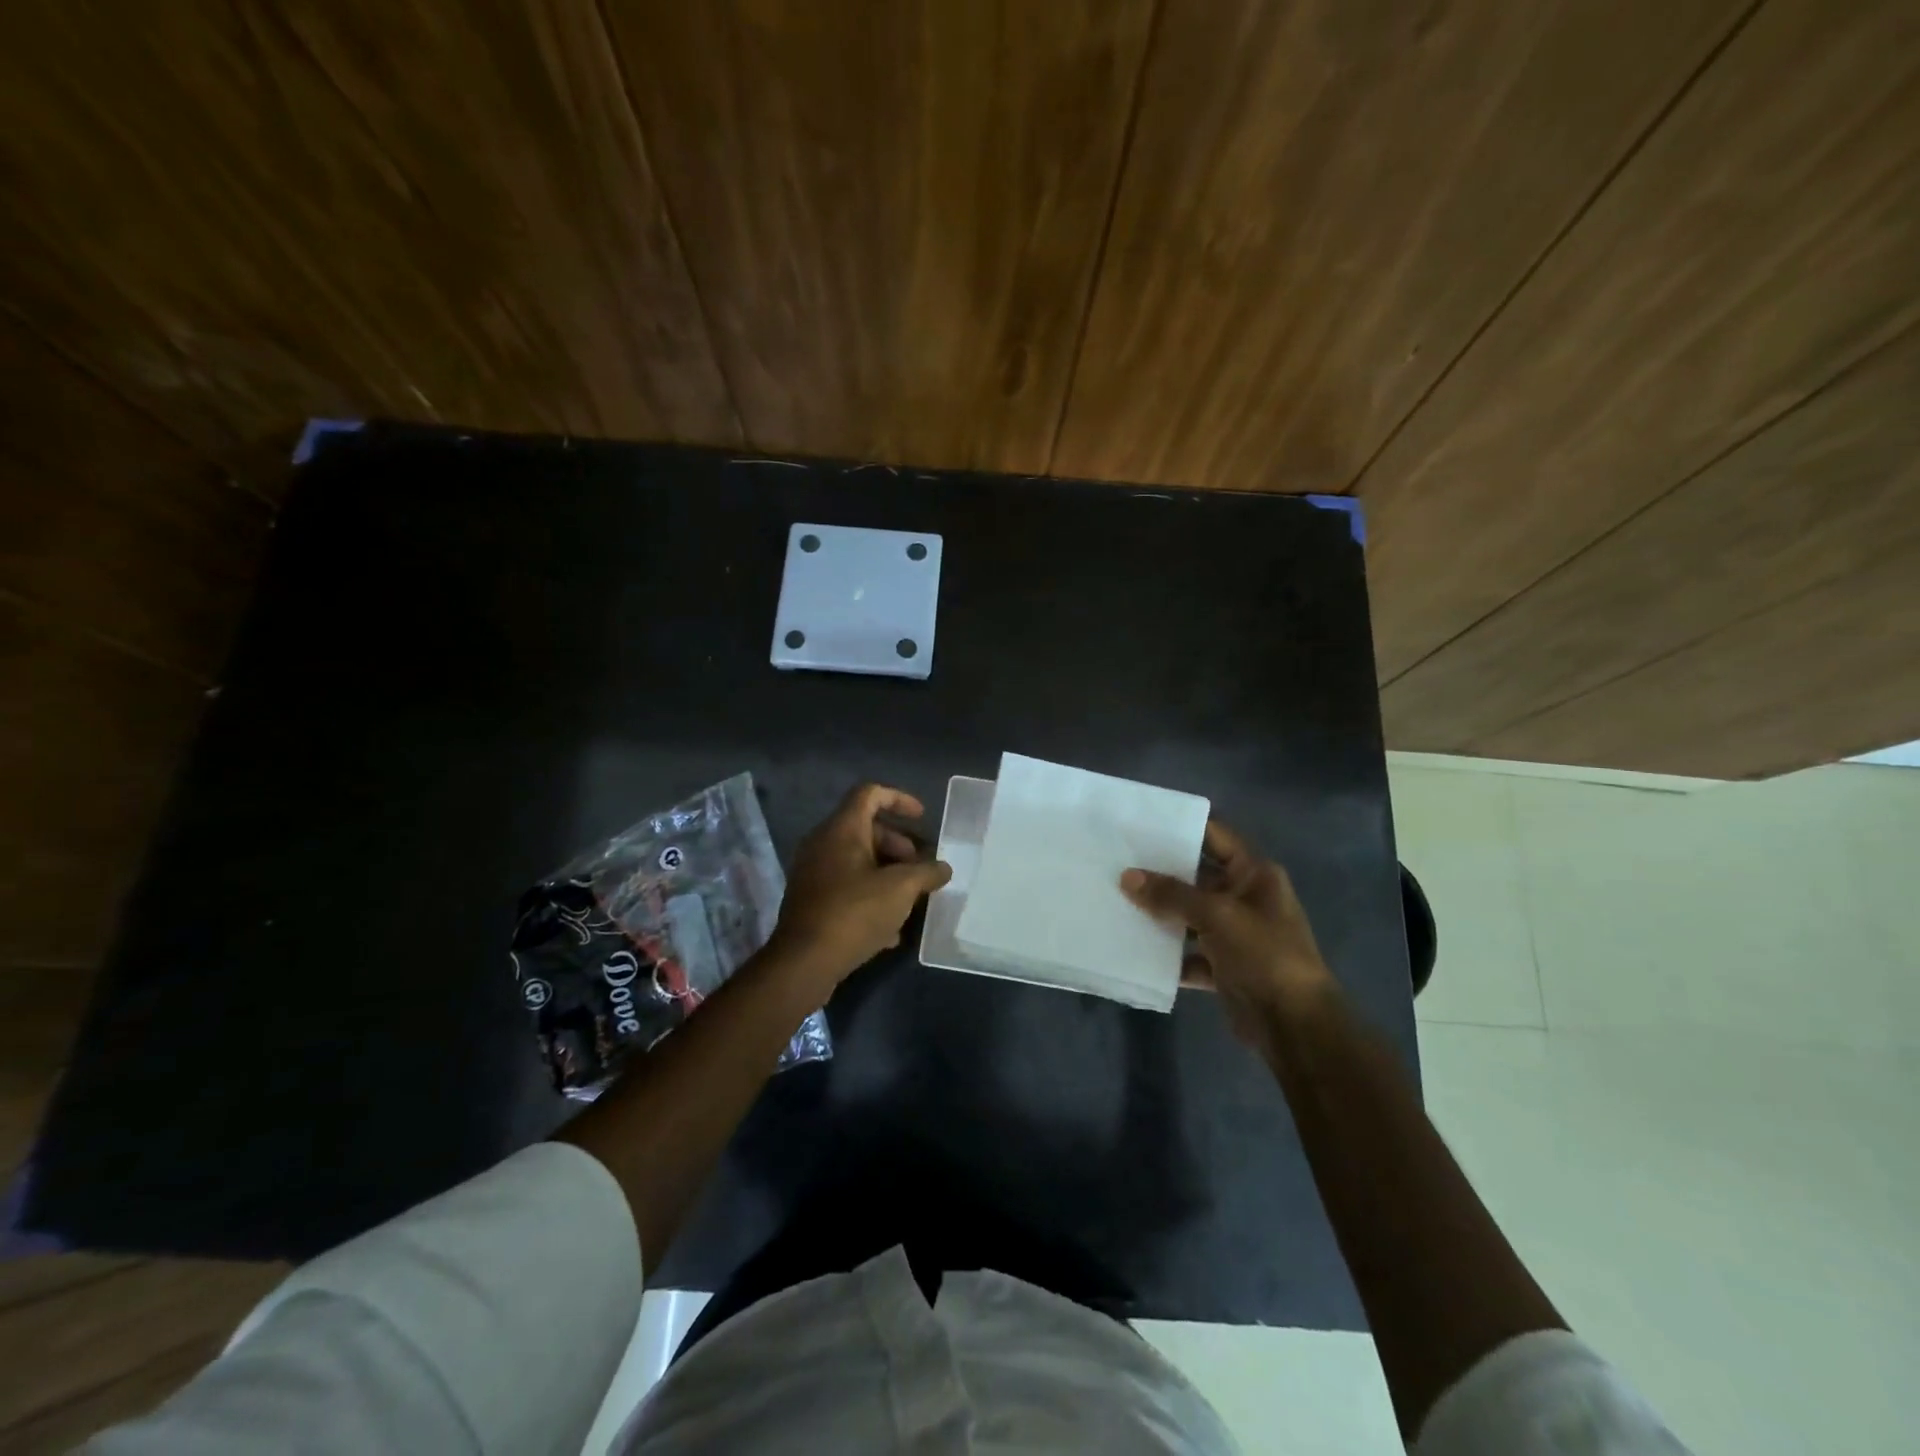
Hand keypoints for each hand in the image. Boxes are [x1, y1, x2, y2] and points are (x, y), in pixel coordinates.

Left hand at [766, 783, 952, 991]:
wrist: (805, 961)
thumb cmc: (855, 912)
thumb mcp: (901, 889)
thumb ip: (927, 872)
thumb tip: (943, 868)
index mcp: (842, 829)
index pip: (870, 793)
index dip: (900, 799)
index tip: (923, 818)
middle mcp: (823, 843)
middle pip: (865, 828)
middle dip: (898, 844)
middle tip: (919, 867)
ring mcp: (813, 872)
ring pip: (856, 860)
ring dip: (887, 872)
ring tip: (910, 898)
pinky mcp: (811, 900)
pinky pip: (846, 886)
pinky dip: (871, 894)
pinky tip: (891, 928)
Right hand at [1121, 820, 1335, 1044]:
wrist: (1294, 1025)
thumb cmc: (1264, 955)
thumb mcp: (1217, 915)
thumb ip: (1171, 894)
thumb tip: (1127, 876)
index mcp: (1254, 874)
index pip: (1214, 836)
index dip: (1181, 826)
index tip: (1140, 821)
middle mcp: (1244, 898)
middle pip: (1196, 876)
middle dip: (1159, 872)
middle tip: (1116, 860)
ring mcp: (1234, 933)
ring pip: (1188, 915)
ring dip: (1159, 912)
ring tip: (1116, 899)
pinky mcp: (1223, 966)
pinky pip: (1188, 951)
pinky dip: (1167, 953)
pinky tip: (1134, 946)